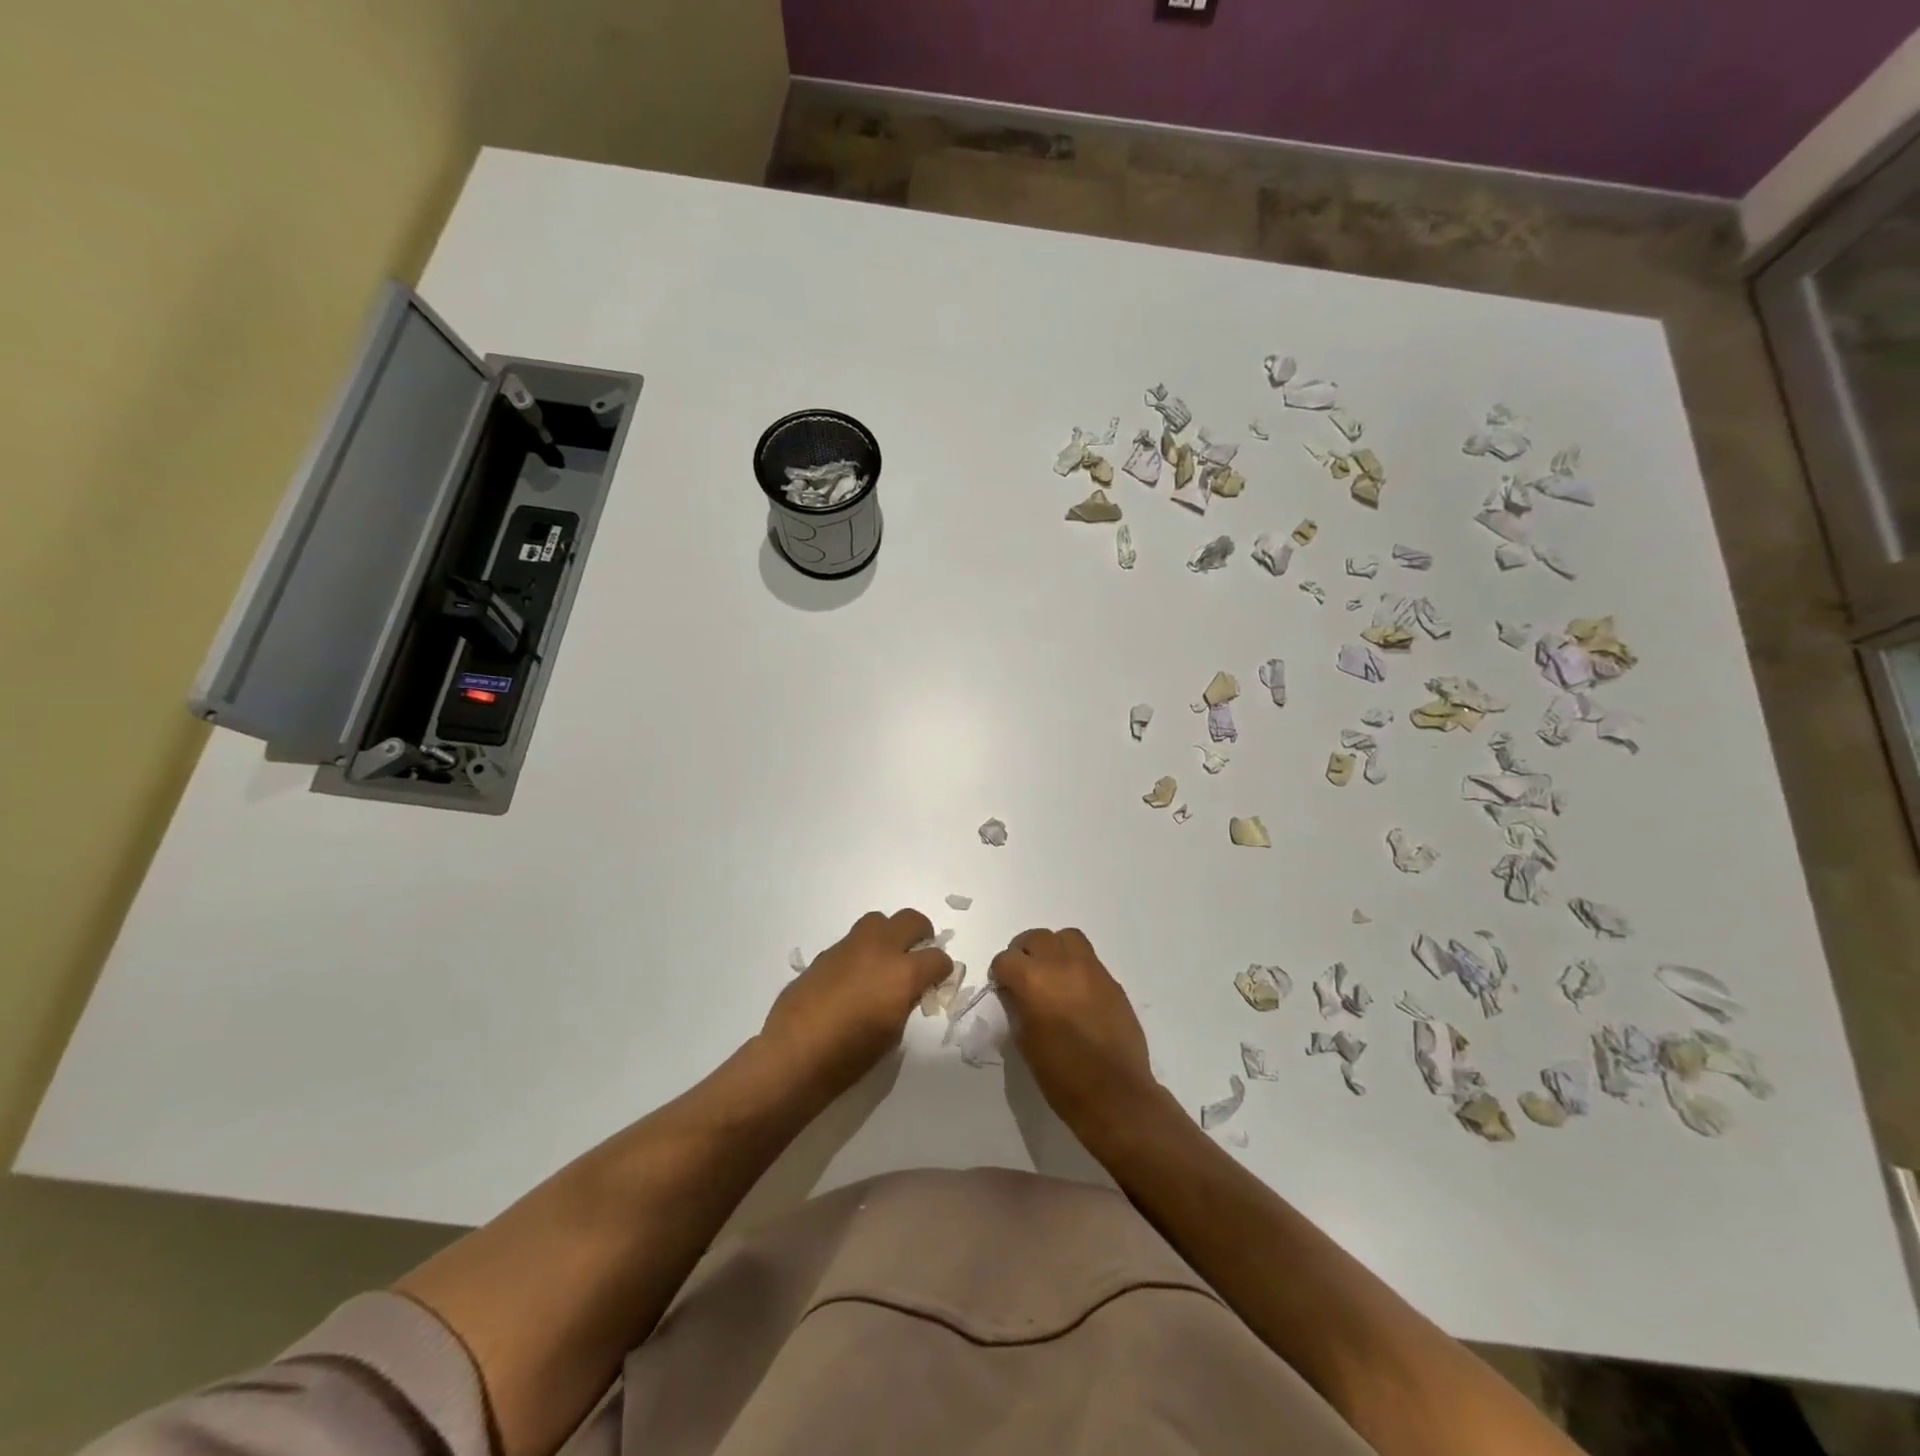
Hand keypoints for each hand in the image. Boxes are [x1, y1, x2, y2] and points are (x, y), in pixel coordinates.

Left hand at [763, 909, 952, 1098]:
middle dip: (921, 933)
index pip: (937, 958)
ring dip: (888, 934)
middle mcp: (879, 949)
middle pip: (910, 920)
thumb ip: (906, 1001)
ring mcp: (850, 947)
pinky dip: (861, 951)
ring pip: (878, 920)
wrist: (795, 1053)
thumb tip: (909, 990)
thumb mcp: (893, 1033)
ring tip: (885, 959)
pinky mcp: (826, 953)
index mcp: (903, 973)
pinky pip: (852, 941)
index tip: (939, 978)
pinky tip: (853, 977)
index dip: (943, 968)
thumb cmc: (851, 1055)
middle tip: (918, 952)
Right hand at [990, 928, 1157, 1132]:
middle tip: (1024, 976)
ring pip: (1066, 938)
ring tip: (1052, 974)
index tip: (1003, 988)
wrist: (1114, 1094)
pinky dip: (1076, 965)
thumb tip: (1015, 992)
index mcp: (1033, 981)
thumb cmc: (1061, 1076)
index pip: (1005, 959)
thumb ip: (1017, 1007)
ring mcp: (1091, 969)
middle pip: (1036, 938)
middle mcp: (1061, 965)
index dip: (1000, 973)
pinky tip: (1076, 992)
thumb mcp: (1024, 1041)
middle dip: (1024, 953)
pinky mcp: (1112, 981)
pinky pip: (1089, 959)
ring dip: (1053, 950)